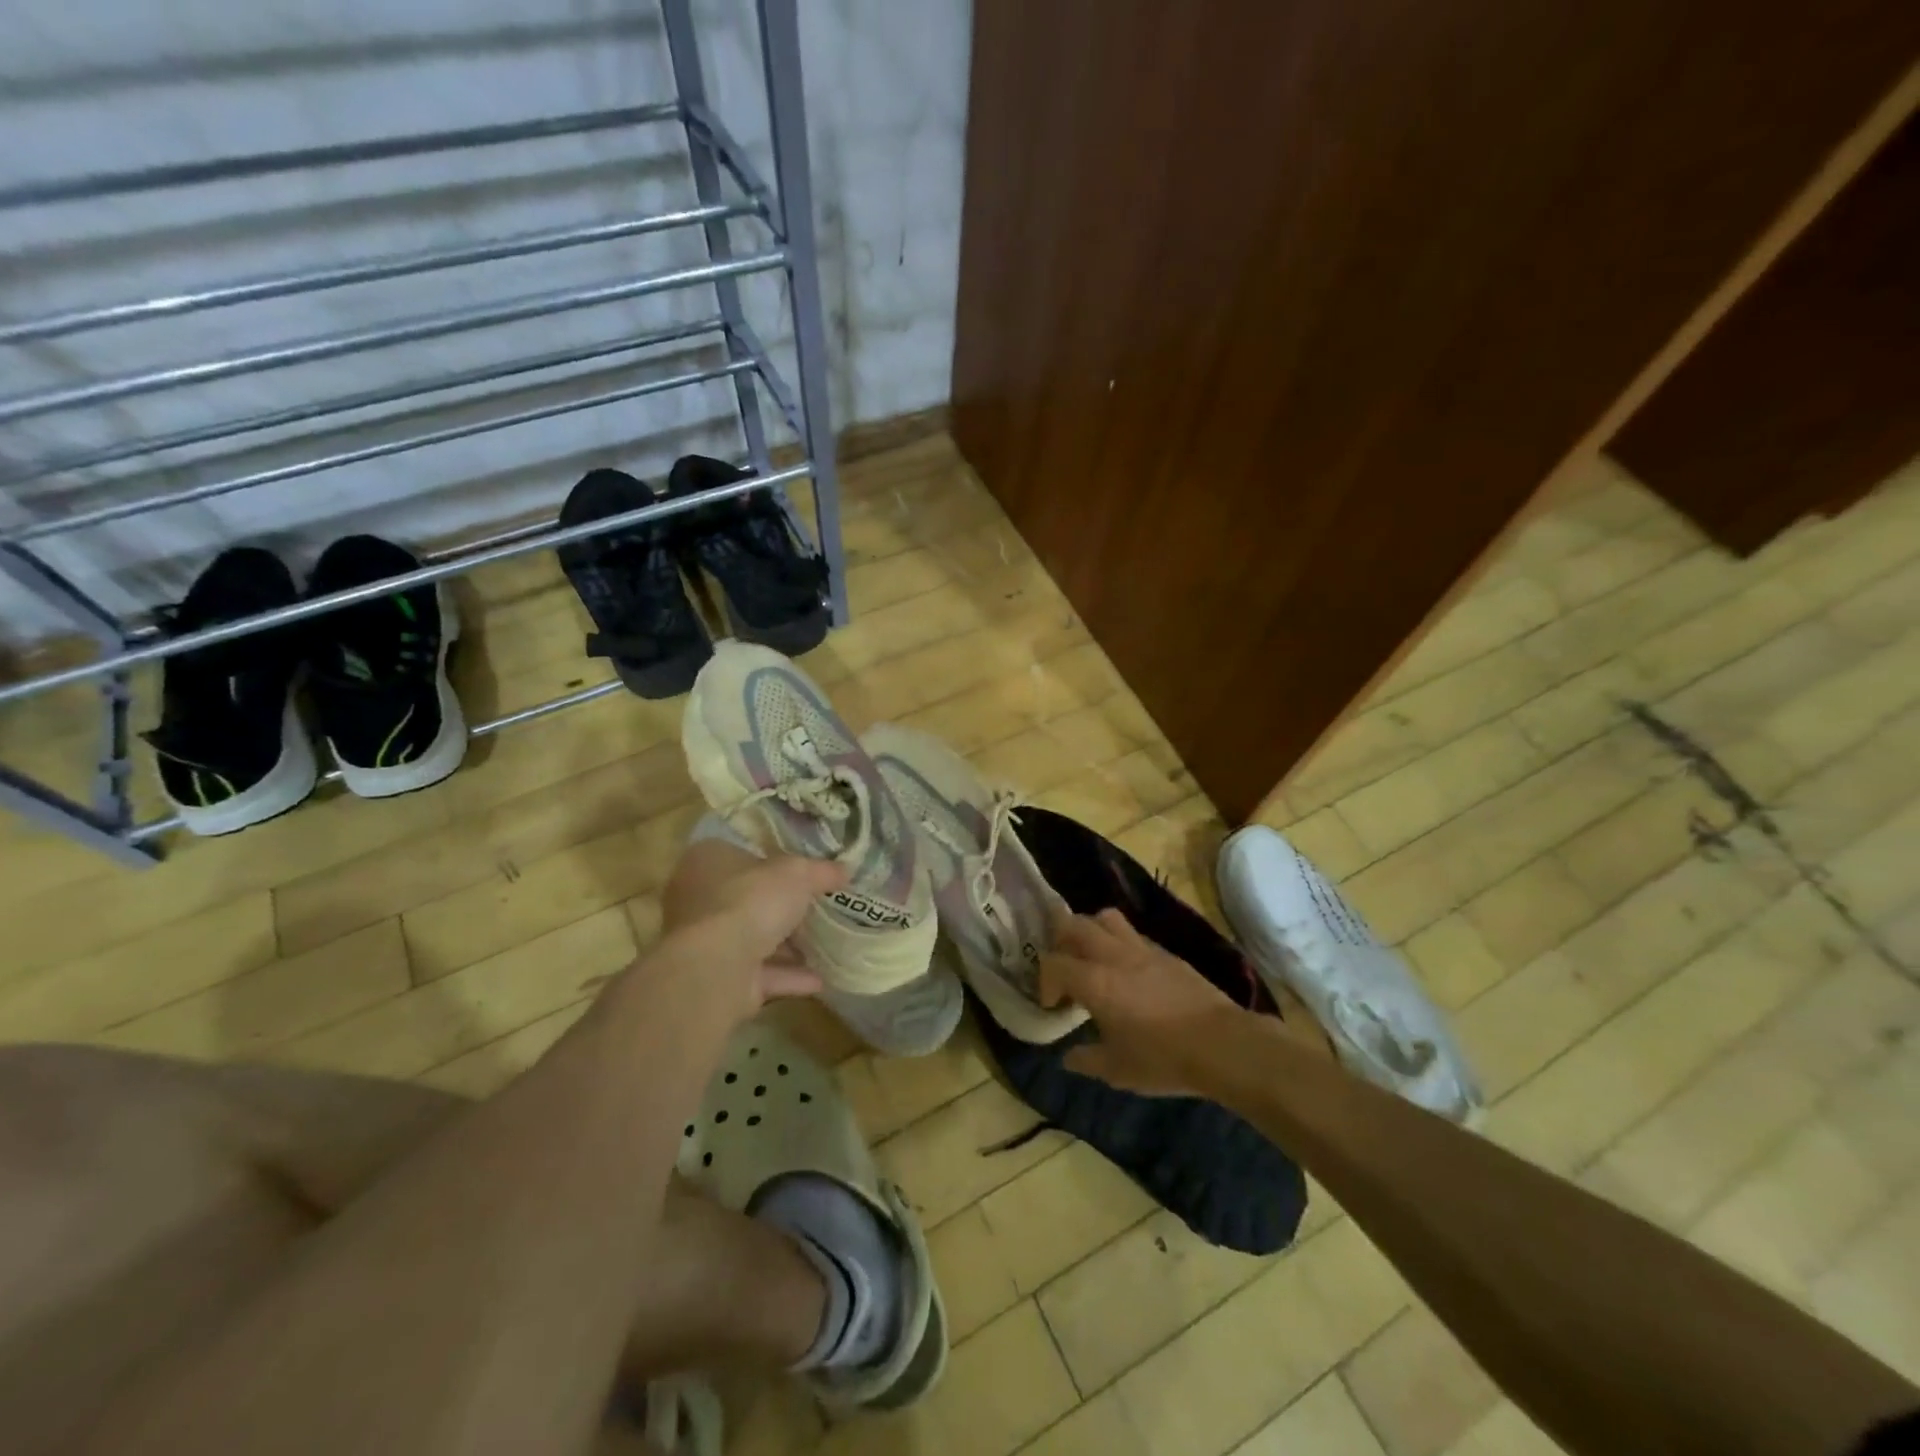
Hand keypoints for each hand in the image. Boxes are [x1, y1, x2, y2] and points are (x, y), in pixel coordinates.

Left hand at [654, 846, 847, 1024]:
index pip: (741, 854)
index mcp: (707, 860)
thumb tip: (845, 870)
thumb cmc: (750, 901)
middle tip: (818, 909)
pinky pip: (759, 974)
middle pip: (747, 899)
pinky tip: (820, 980)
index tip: (804, 871)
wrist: (716, 967)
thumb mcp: (797, 874)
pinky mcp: (717, 979)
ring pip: (752, 940)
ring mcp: (705, 943)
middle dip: (781, 908)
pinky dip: (788, 976)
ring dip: (786, 947)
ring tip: (826, 947)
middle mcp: (698, 899)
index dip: (773, 861)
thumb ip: (821, 871)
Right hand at [1039, 908, 1245, 1095]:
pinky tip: (1128, 972)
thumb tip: (1068, 1057)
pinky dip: (1120, 943)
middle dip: (1060, 942)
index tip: (1054, 1005)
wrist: (1222, 1044)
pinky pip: (1132, 934)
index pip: (1053, 963)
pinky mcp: (1165, 952)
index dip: (1045, 981)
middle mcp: (1113, 955)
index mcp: (1094, 982)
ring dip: (1090, 931)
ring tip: (1093, 959)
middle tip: (1065, 969)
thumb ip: (1086, 1059)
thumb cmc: (1162, 1059)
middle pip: (1073, 924)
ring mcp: (1142, 949)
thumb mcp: (1116, 1070)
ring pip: (1105, 918)